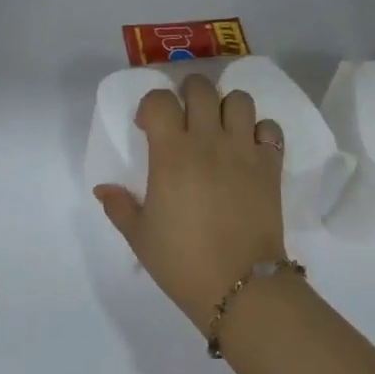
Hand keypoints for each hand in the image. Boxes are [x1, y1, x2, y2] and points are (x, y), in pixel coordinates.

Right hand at [94, 74, 286, 330]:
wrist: (239, 285)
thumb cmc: (182, 261)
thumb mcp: (139, 236)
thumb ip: (119, 207)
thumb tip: (103, 189)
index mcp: (171, 154)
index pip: (160, 100)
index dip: (151, 105)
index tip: (148, 127)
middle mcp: (208, 141)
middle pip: (201, 88)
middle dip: (188, 94)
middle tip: (184, 119)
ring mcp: (244, 151)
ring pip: (239, 100)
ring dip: (225, 107)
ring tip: (218, 129)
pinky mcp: (271, 166)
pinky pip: (270, 128)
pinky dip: (260, 131)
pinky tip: (248, 149)